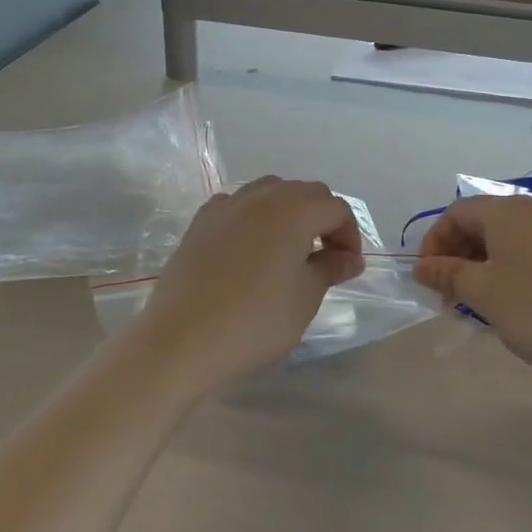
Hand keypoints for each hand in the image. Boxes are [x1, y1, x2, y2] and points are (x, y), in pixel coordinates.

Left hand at [127, 177, 364, 391]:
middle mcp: (261, 196)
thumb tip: (349, 258)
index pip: (335, 208)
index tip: (347, 267)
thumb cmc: (255, 321)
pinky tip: (250, 248)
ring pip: (269, 192)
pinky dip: (254, 218)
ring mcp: (226, 206)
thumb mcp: (304, 298)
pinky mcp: (200, 222)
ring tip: (289, 250)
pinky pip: (238, 205)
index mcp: (293, 210)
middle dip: (322, 219)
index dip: (349, 235)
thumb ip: (329, 268)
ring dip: (288, 213)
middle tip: (325, 257)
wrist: (182, 339)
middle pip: (304, 192)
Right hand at [413, 195, 531, 379]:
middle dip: (457, 256)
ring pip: (505, 240)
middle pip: (480, 223)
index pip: (455, 212)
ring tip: (478, 304)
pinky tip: (513, 303)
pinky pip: (530, 251)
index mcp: (505, 211)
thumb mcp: (484, 293)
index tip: (427, 279)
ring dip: (482, 266)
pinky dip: (510, 270)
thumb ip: (448, 274)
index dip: (433, 243)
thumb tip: (420, 266)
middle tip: (450, 295)